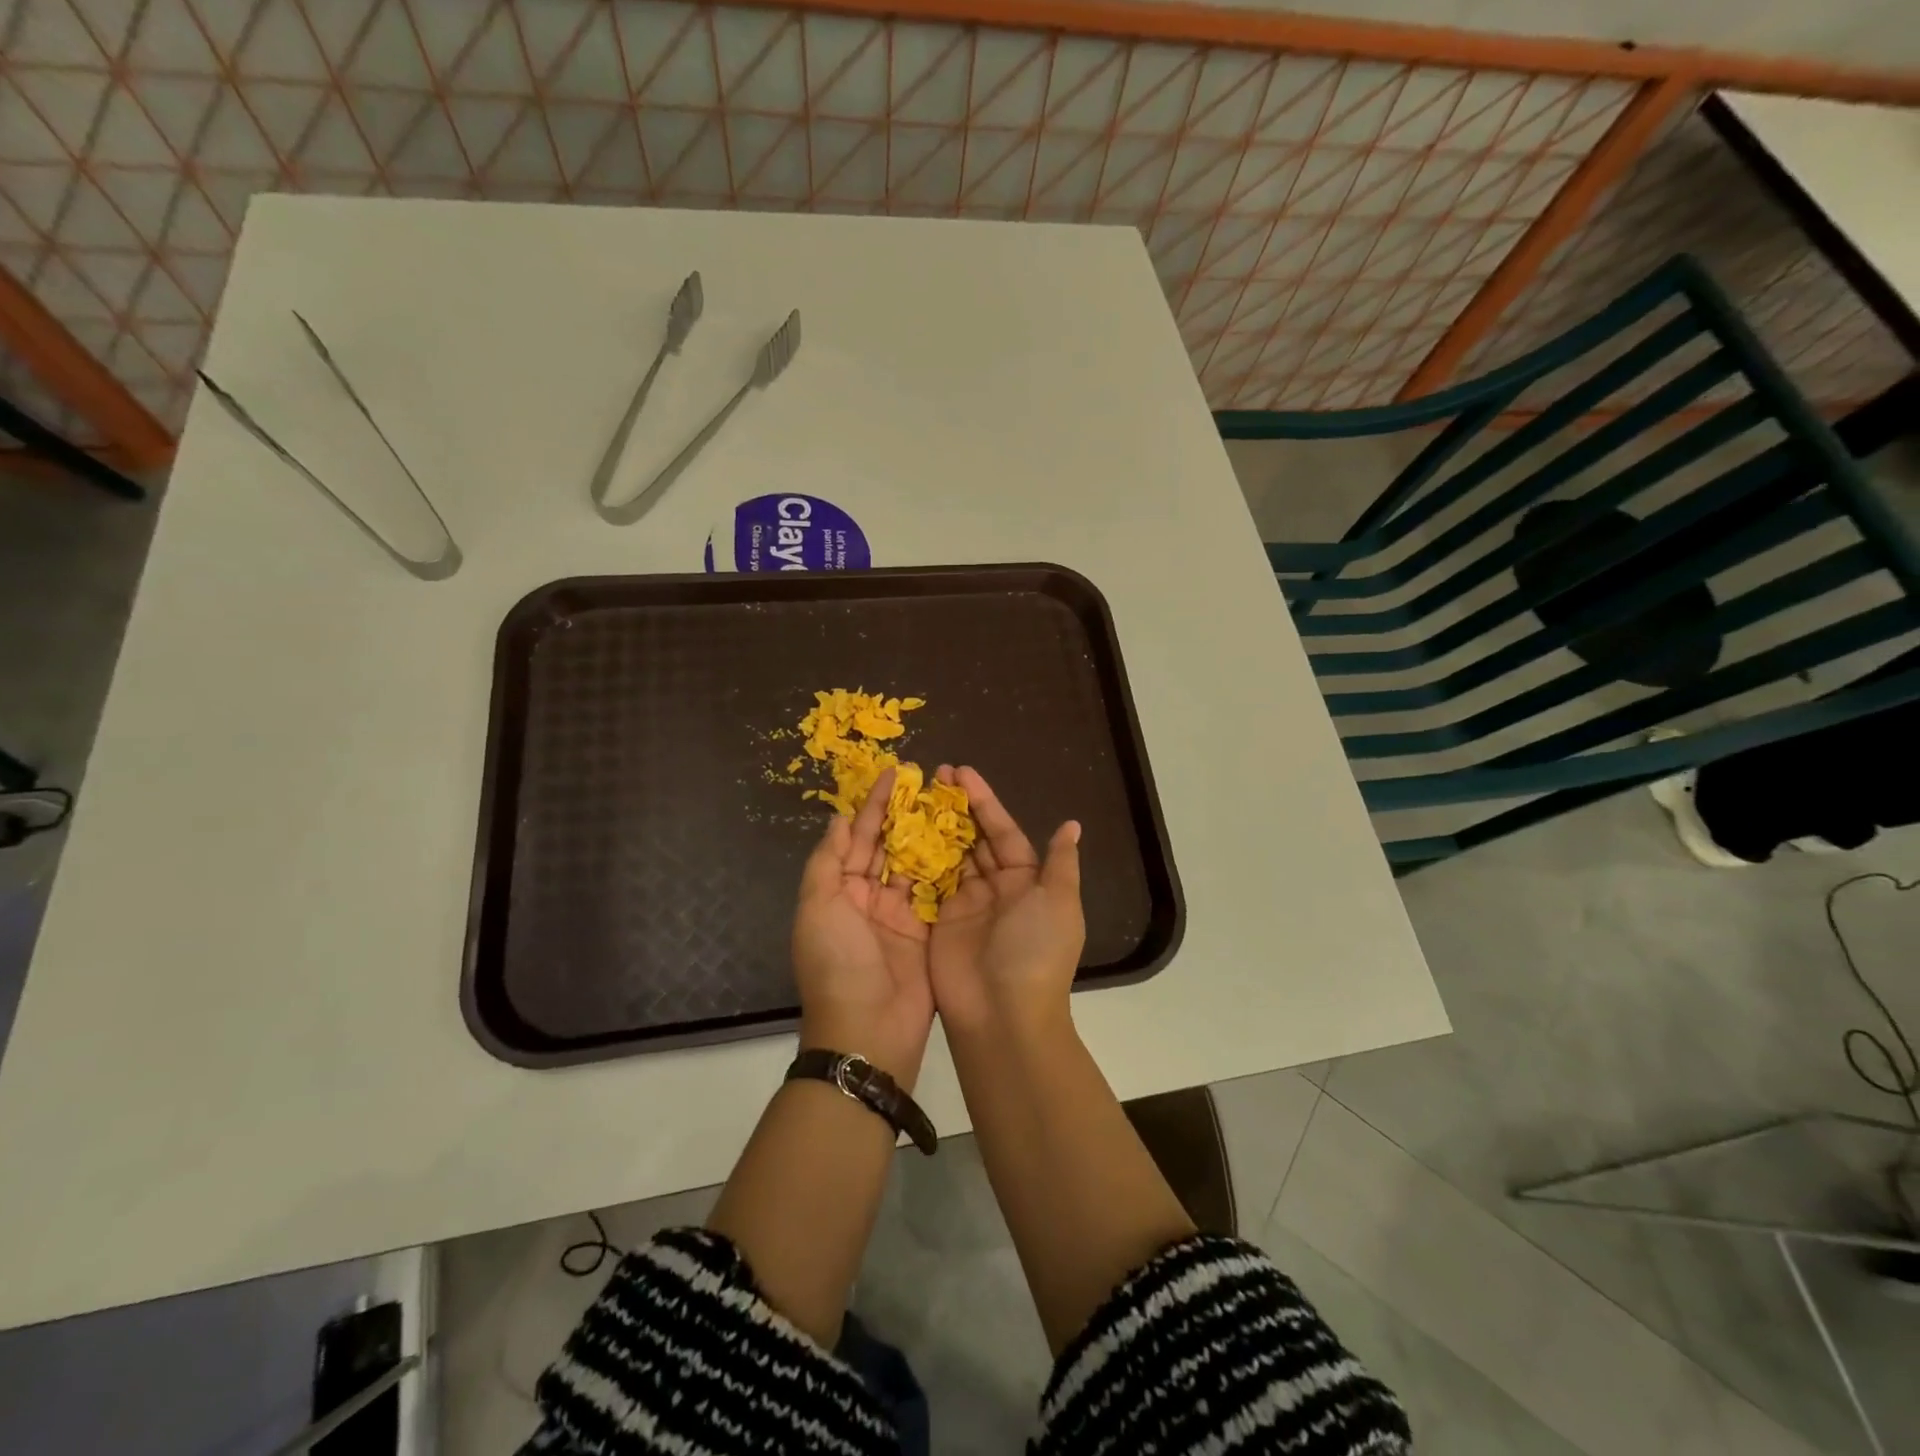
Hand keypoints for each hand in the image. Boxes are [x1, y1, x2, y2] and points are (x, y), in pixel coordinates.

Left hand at [792, 768, 934, 1088]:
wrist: (867, 1030)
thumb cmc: (837, 963)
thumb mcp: (818, 907)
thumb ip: (828, 861)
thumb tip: (839, 818)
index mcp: (840, 891)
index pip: (858, 838)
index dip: (875, 805)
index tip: (895, 773)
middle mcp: (870, 898)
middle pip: (889, 847)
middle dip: (906, 814)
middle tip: (930, 782)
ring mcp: (901, 915)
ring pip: (916, 864)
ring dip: (930, 836)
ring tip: (951, 803)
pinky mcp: (929, 931)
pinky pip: (938, 892)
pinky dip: (949, 867)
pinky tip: (966, 841)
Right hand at [928, 766, 1083, 1038]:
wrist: (1004, 1015)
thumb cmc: (1035, 951)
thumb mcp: (1059, 903)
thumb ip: (1060, 863)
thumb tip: (1071, 826)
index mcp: (1026, 880)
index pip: (1002, 831)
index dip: (983, 801)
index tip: (960, 772)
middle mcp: (995, 888)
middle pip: (973, 839)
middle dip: (954, 808)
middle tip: (931, 776)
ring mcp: (964, 905)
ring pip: (948, 856)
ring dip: (933, 828)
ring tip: (912, 797)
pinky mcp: (938, 922)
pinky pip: (926, 884)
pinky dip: (915, 860)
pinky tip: (898, 834)